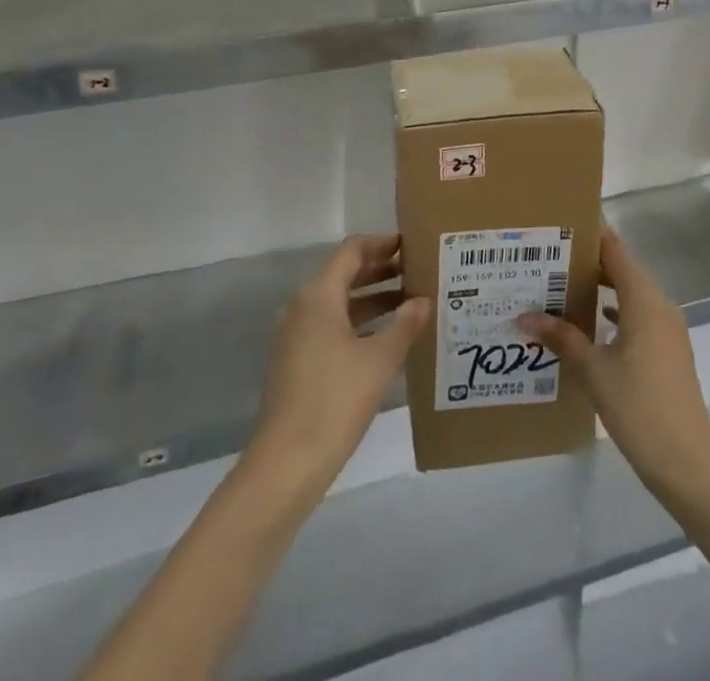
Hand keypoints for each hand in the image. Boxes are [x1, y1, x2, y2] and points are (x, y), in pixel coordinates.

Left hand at [250, 234, 429, 497]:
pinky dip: (359, 322)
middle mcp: (303, 307)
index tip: (410, 245)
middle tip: (417, 272)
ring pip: (339, 302)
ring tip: (411, 303)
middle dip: (380, 270)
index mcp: (319, 295)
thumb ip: (404, 325)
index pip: (352, 251)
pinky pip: (331, 325)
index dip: (381, 244)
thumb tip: (423, 300)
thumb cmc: (335, 401)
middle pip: (344, 274)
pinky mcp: (296, 361)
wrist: (285, 464)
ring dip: (373, 298)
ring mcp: (296, 335)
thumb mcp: (379, 361)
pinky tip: (386, 339)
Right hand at [519, 228, 709, 506]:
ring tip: (560, 286)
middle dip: (587, 262)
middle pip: (621, 268)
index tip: (559, 223)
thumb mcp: (592, 370)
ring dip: (599, 288)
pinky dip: (613, 312)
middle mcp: (659, 305)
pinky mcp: (667, 350)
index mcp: (644, 299)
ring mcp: (667, 329)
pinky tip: (588, 324)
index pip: (615, 249)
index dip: (590, 233)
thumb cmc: (639, 406)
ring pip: (629, 293)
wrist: (687, 463)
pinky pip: (637, 316)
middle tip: (548, 257)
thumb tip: (525, 316)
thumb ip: (561, 338)